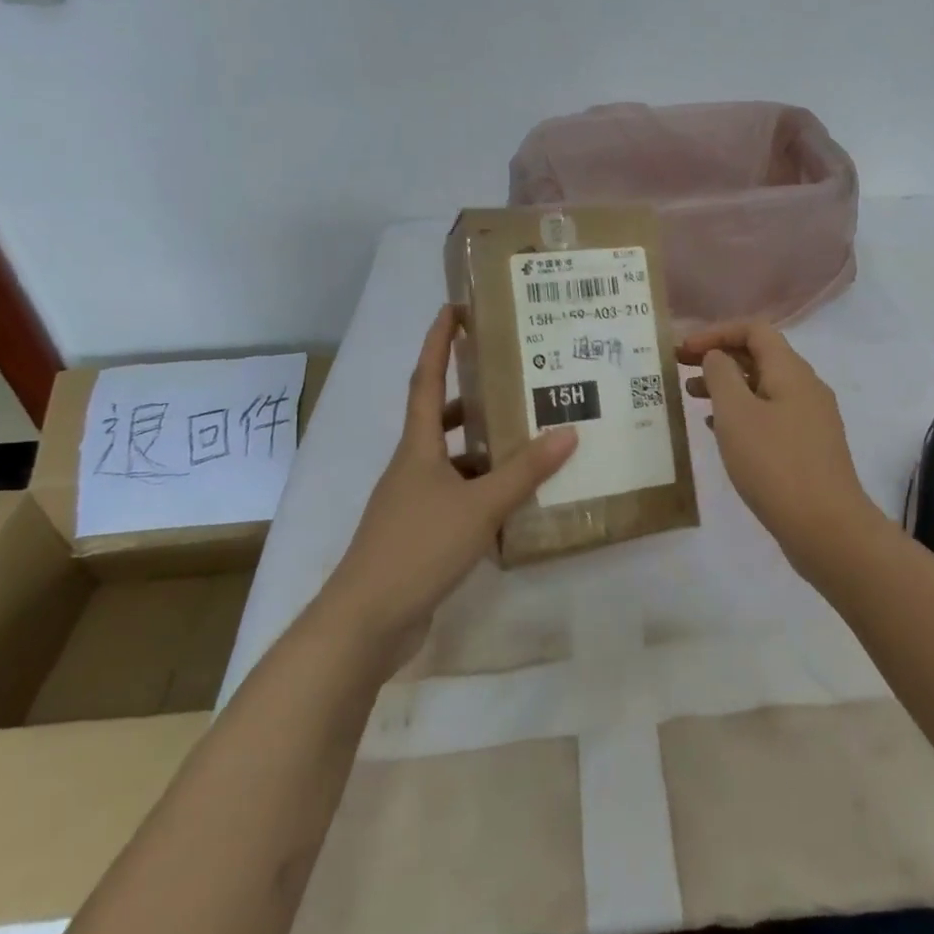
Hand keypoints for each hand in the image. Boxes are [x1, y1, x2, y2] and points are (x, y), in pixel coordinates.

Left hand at [323, 306, 576, 670]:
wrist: (366, 622)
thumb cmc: (417, 548)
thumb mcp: (479, 505)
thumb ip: (524, 472)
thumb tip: (568, 432)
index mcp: (417, 448)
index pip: (425, 381)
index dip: (437, 344)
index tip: (453, 311)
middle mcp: (411, 468)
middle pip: (439, 421)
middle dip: (470, 399)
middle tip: (513, 383)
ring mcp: (412, 504)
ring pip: (452, 464)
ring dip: (483, 451)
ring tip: (528, 442)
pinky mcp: (419, 536)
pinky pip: (457, 499)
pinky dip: (483, 493)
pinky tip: (514, 503)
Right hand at [679, 320, 879, 582]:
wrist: (827, 527)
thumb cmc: (774, 464)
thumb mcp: (736, 414)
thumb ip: (721, 376)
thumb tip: (717, 357)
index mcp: (791, 371)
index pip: (754, 330)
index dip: (715, 332)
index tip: (683, 351)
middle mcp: (806, 387)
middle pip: (759, 356)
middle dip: (718, 357)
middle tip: (680, 369)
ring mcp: (810, 418)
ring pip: (763, 387)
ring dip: (727, 386)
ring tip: (691, 398)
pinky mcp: (808, 447)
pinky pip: (770, 415)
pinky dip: (742, 413)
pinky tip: (718, 430)